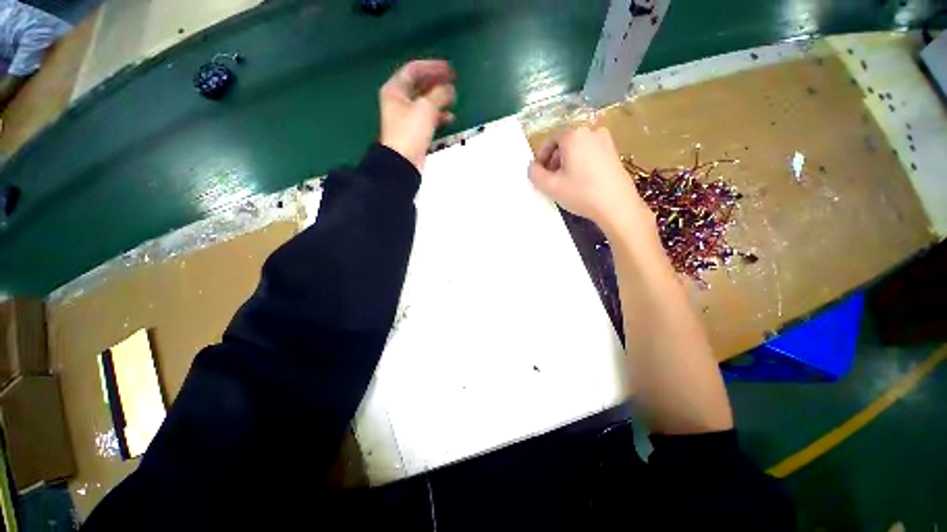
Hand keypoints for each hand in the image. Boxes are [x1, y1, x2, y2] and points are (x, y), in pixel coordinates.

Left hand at [379, 60, 455, 171]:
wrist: (403, 162)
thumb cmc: (410, 131)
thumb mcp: (426, 107)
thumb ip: (439, 94)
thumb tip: (450, 89)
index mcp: (395, 89)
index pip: (414, 70)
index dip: (432, 66)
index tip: (449, 68)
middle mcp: (399, 101)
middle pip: (420, 86)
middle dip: (437, 82)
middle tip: (453, 81)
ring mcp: (407, 118)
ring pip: (425, 103)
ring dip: (440, 100)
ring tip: (454, 98)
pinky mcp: (415, 132)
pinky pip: (428, 118)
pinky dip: (439, 117)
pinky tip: (450, 118)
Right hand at [528, 126, 652, 235]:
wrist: (617, 206)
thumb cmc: (581, 193)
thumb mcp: (551, 186)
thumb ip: (535, 174)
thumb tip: (532, 166)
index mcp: (574, 135)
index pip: (550, 139)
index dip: (541, 156)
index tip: (538, 172)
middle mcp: (591, 132)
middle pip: (565, 143)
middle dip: (553, 159)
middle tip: (550, 178)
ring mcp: (606, 141)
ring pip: (578, 148)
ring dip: (567, 162)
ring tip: (564, 181)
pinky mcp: (614, 153)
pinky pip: (590, 153)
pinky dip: (581, 163)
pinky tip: (580, 181)